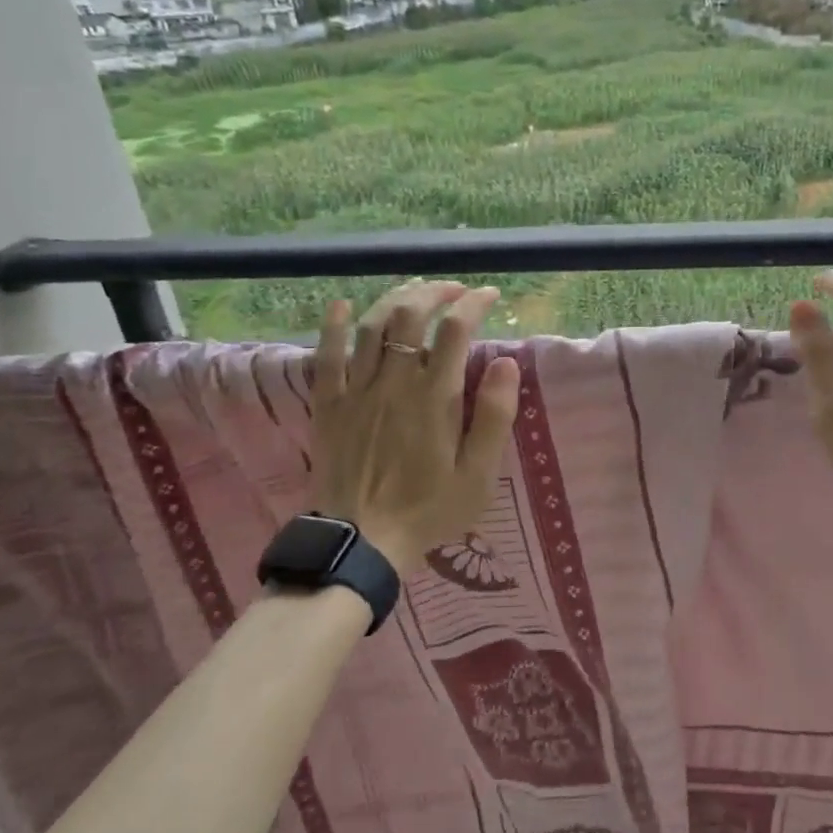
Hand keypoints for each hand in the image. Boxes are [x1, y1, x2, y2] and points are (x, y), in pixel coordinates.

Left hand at [309, 280, 519, 574]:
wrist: (361, 543)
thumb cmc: (429, 509)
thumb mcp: (478, 473)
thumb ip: (495, 415)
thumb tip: (507, 362)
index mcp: (435, 397)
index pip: (456, 330)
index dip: (473, 304)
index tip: (489, 295)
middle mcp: (394, 382)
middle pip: (410, 316)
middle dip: (435, 292)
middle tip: (454, 290)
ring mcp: (357, 391)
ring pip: (371, 327)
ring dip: (395, 300)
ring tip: (415, 291)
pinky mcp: (328, 405)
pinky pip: (326, 356)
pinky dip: (332, 326)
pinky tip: (341, 305)